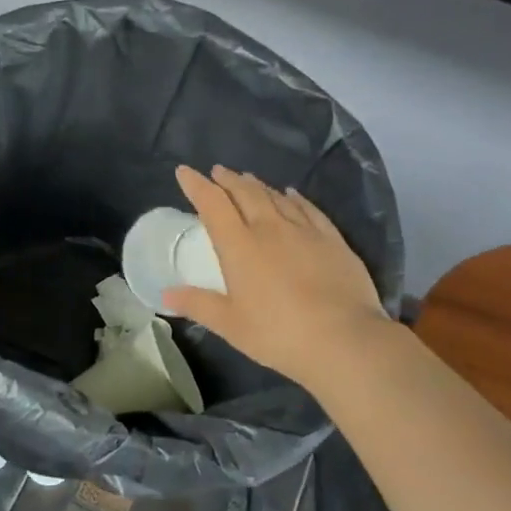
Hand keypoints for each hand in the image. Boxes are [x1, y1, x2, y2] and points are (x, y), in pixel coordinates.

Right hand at [163, 165, 388, 389]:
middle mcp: (270, 228)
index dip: (196, 185)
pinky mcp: (332, 240)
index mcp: (239, 246)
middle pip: (245, 193)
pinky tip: (292, 195)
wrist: (344, 339)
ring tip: (248, 179)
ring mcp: (304, 231)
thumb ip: (198, 305)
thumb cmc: (278, 334)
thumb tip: (165, 294)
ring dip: (258, 185)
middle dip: (228, 180)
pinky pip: (308, 209)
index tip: (185, 171)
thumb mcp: (230, 325)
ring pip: (276, 197)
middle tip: (218, 171)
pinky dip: (294, 198)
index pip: (213, 204)